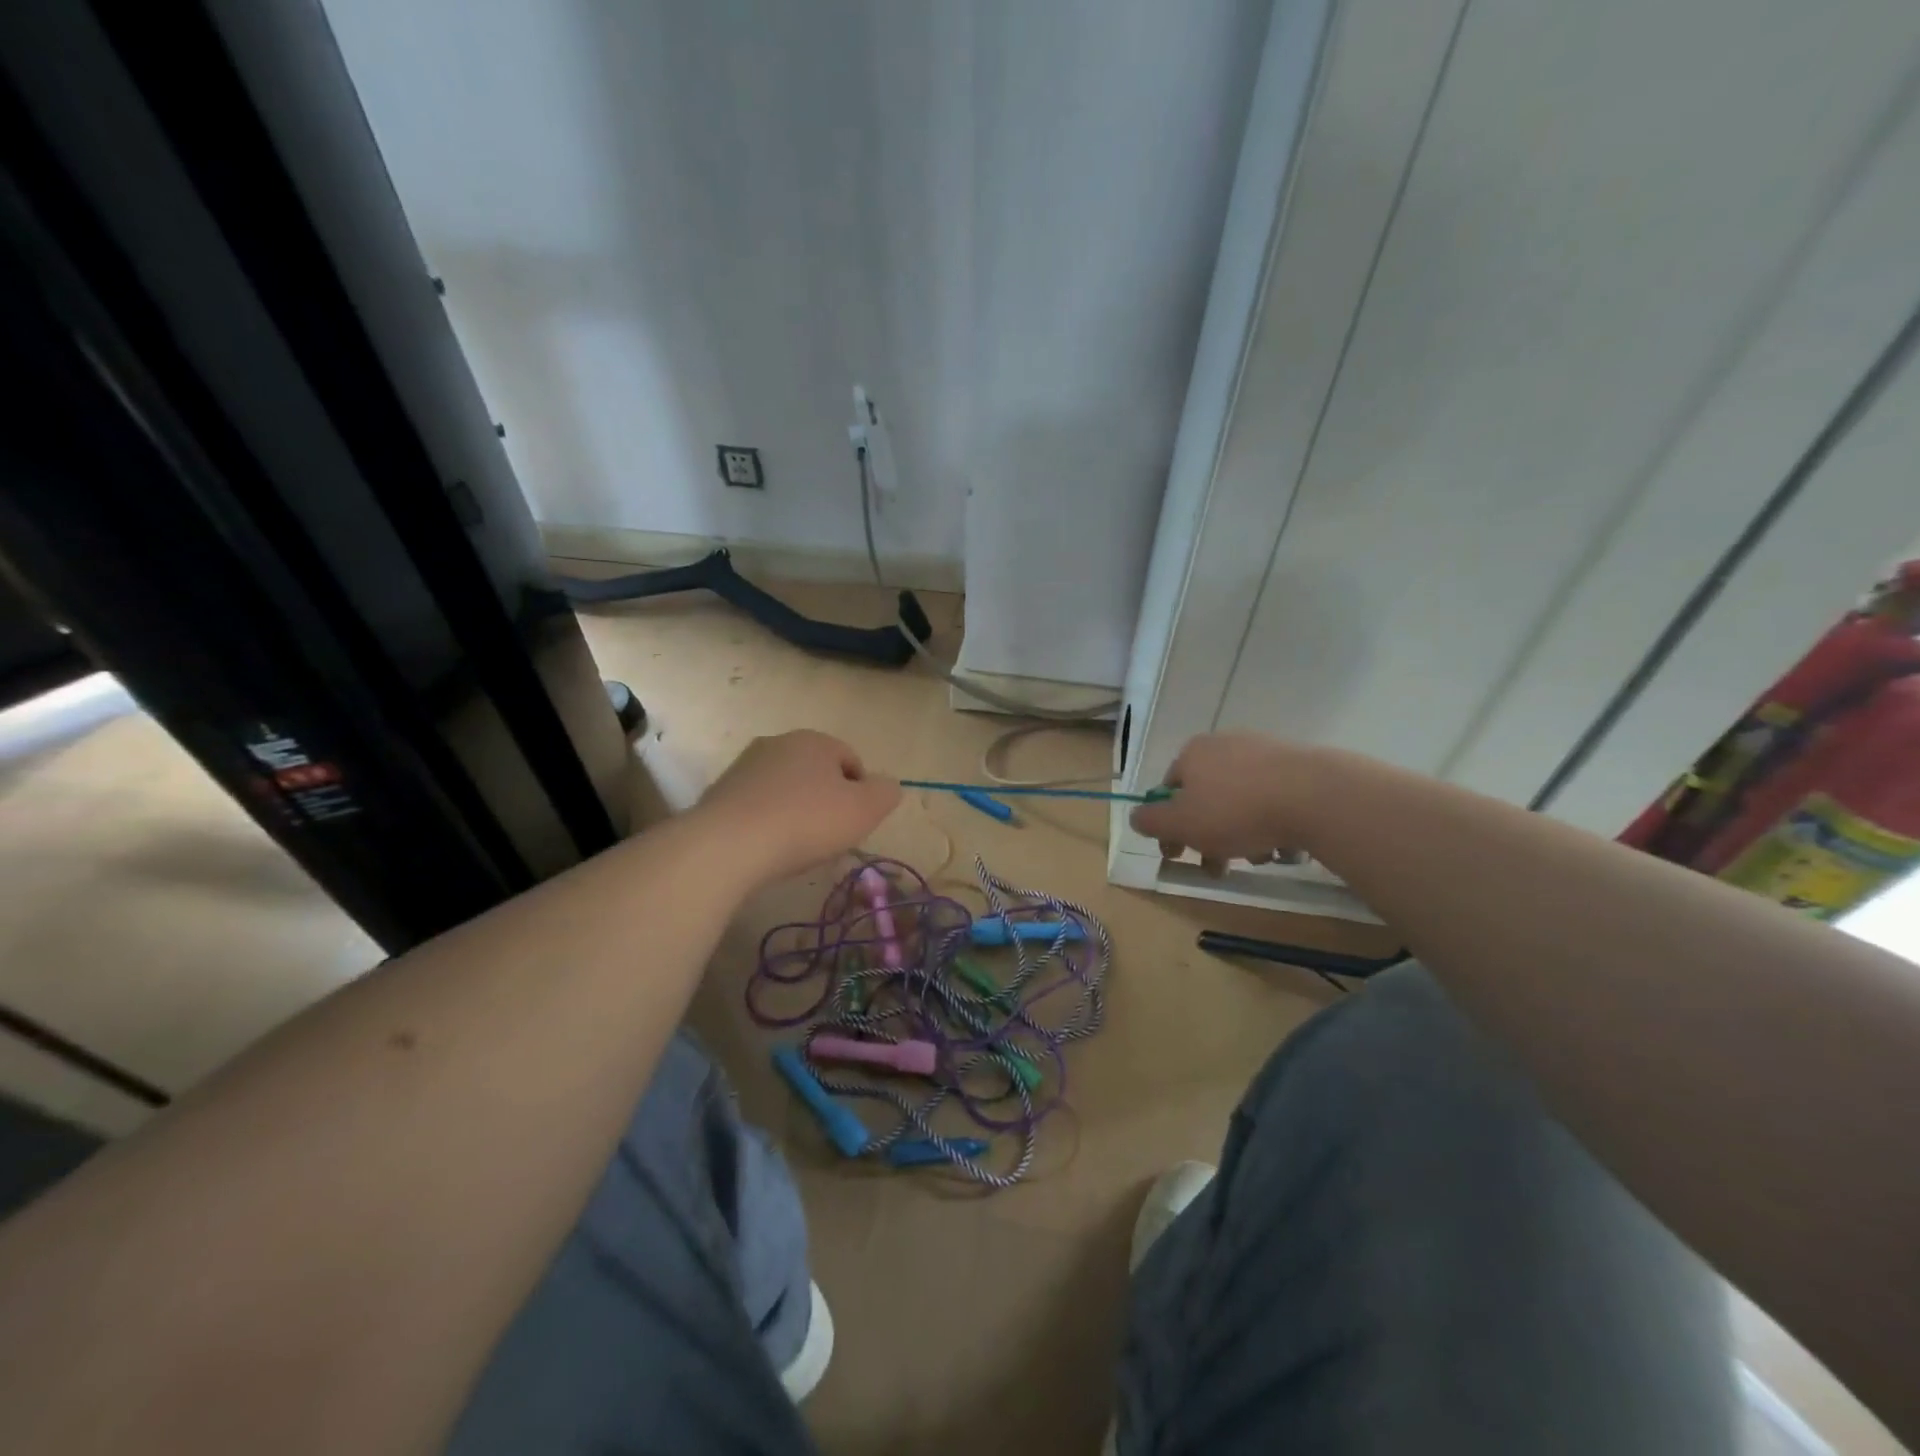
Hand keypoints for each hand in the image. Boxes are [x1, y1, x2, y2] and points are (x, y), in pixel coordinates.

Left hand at [697, 730, 900, 884]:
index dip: (861, 793)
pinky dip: (767, 823)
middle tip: (829, 836)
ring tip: (796, 847)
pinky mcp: (720, 793)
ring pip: (785, 788)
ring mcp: (745, 766)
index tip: (855, 824)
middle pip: (816, 773)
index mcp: (815, 740)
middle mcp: (778, 743)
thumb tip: (887, 786)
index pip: (851, 760)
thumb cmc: (806, 822)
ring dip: (795, 812)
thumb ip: (885, 793)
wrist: (728, 845)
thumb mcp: (865, 810)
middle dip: (826, 801)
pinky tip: (767, 848)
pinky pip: (757, 806)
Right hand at [1129, 732, 1311, 874]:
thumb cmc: (1236, 810)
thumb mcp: (1180, 824)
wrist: (1315, 796)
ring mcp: (1264, 752)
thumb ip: (1151, 821)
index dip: (1169, 826)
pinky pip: (1272, 799)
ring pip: (1240, 802)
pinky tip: (1280, 844)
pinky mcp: (1297, 766)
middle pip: (1206, 798)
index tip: (1178, 855)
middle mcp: (1225, 745)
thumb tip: (1136, 816)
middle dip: (1208, 837)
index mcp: (1192, 753)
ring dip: (1240, 834)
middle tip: (1217, 868)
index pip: (1169, 790)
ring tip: (1255, 859)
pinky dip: (1270, 823)